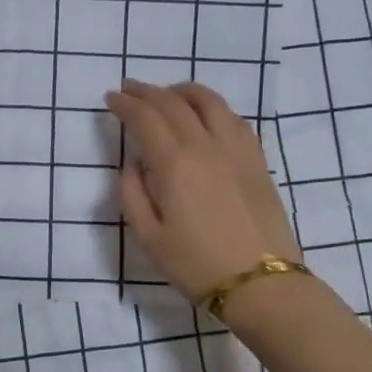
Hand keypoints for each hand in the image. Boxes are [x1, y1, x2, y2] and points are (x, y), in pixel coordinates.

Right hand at [104, 79, 299, 301]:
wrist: (261, 283)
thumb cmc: (197, 265)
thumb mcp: (149, 237)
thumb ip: (133, 194)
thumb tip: (134, 164)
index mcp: (175, 165)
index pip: (145, 118)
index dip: (125, 104)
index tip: (110, 98)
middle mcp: (206, 146)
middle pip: (174, 103)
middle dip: (147, 91)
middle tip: (129, 88)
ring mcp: (236, 150)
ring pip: (209, 102)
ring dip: (182, 91)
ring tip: (168, 93)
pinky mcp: (257, 160)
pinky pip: (234, 118)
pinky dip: (213, 107)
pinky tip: (206, 115)